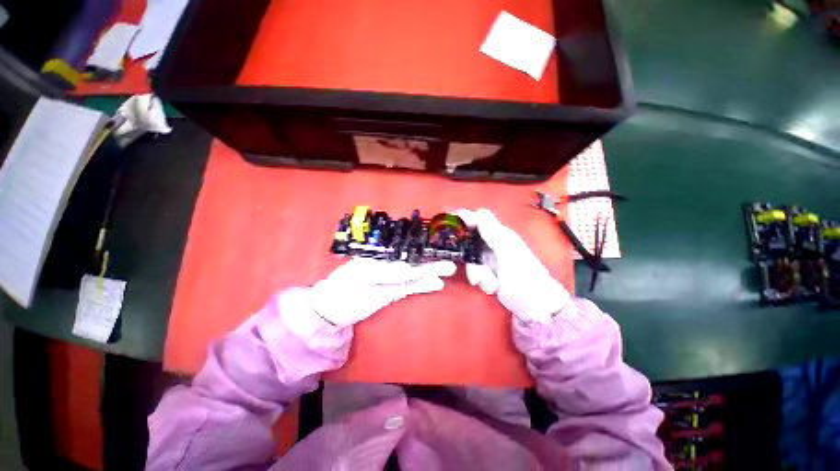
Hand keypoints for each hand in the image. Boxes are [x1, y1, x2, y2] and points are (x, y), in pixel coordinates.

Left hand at [309, 258, 456, 326]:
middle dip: (431, 263)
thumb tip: (412, 270)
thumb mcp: (364, 277)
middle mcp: (389, 264)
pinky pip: (411, 287)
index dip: (421, 250)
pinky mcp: (393, 292)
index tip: (437, 249)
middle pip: (413, 262)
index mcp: (380, 255)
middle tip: (450, 263)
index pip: (405, 250)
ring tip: (449, 270)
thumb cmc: (344, 288)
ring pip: (415, 275)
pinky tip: (436, 284)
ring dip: (431, 273)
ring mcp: (392, 279)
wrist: (332, 309)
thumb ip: (390, 273)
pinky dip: (424, 286)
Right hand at [458, 209, 569, 322]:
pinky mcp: (489, 271)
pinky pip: (476, 270)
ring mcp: (491, 258)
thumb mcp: (507, 253)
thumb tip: (477, 211)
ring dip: (477, 272)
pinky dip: (481, 280)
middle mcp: (495, 243)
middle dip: (469, 256)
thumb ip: (491, 232)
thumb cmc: (524, 278)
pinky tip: (492, 288)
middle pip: (471, 240)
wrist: (534, 306)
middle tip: (475, 269)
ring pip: (471, 258)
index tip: (449, 224)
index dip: (465, 218)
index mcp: (501, 234)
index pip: (480, 218)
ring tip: (490, 284)